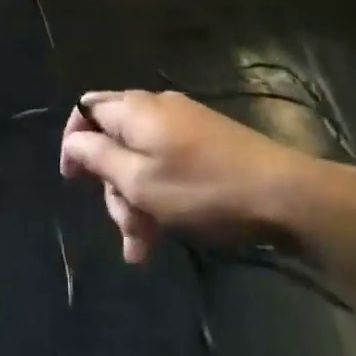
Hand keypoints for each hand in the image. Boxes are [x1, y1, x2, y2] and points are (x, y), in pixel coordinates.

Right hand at [60, 90, 355, 264]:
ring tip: (146, 248)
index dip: (73, 141)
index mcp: (135, 109)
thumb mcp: (141, 182)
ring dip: (137, 200)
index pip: (86, 108)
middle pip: (114, 139)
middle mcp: (155, 107)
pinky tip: (167, 233)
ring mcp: (184, 123)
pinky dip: (160, 195)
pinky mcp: (206, 141)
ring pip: (141, 158)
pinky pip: (167, 163)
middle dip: (112, 185)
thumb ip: (99, 158)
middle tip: (126, 230)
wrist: (284, 194)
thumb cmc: (203, 190)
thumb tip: (72, 141)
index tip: (72, 181)